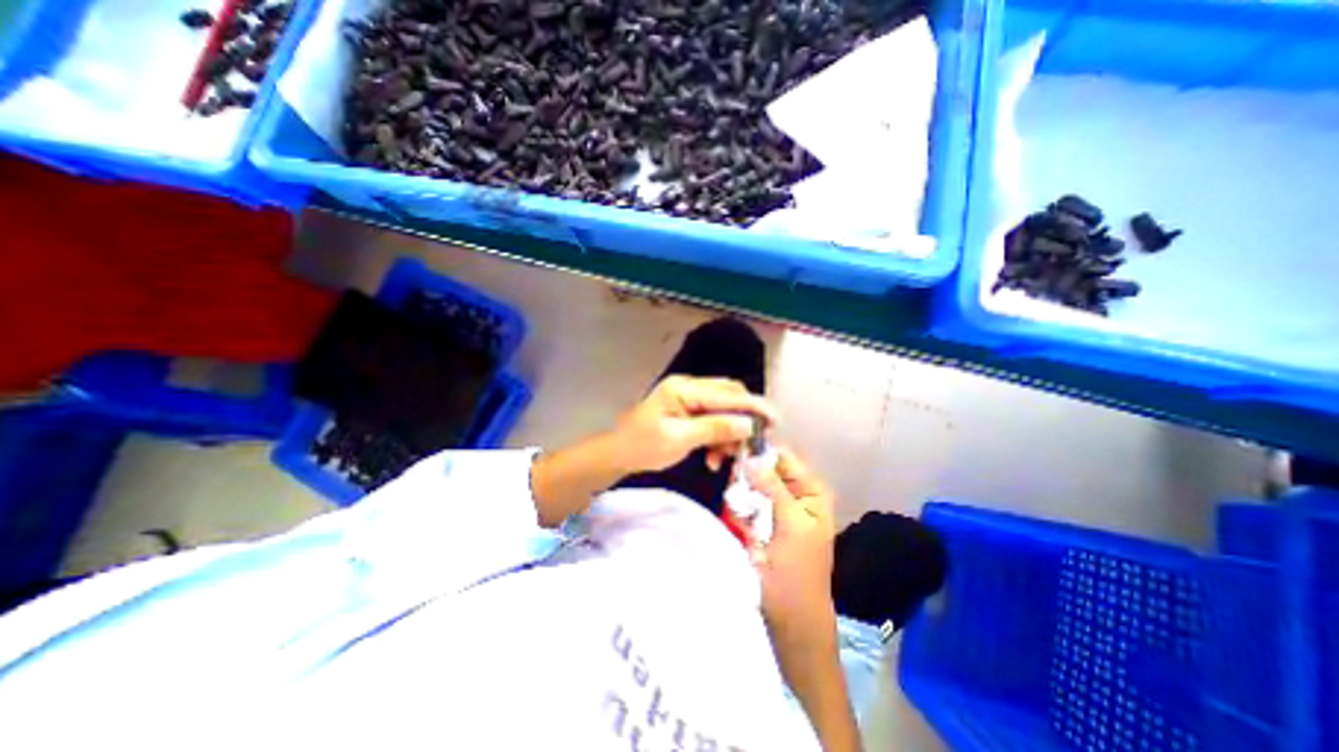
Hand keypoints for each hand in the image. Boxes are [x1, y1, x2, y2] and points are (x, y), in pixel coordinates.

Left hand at [610, 373, 780, 472]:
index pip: (727, 394)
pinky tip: (714, 458)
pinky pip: (713, 421)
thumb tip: (749, 425)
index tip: (775, 421)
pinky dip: (718, 438)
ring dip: (729, 434)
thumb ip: (715, 429)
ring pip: (723, 411)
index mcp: (684, 389)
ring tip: (727, 458)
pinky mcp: (689, 411)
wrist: (619, 453)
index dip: (753, 406)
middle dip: (743, 421)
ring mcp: (689, 399)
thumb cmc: (643, 446)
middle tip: (754, 443)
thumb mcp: (679, 439)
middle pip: (728, 397)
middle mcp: (689, 388)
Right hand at [748, 451, 832, 642]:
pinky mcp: (758, 520)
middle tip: (720, 468)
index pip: (781, 455)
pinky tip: (731, 513)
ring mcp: (774, 506)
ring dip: (737, 487)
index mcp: (810, 489)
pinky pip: (743, 500)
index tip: (730, 447)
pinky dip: (735, 503)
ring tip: (731, 502)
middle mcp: (793, 491)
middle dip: (743, 469)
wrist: (790, 619)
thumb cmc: (797, 572)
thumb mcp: (791, 525)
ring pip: (749, 482)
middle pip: (763, 466)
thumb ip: (773, 488)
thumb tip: (751, 456)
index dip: (757, 449)